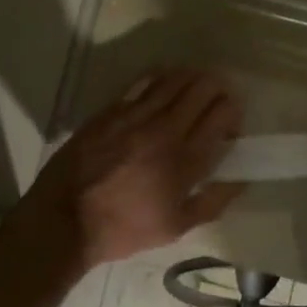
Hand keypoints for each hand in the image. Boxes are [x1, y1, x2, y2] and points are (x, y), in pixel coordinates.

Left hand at [23, 68, 244, 267]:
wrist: (64, 219)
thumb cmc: (123, 228)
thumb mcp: (175, 228)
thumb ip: (213, 202)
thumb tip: (241, 180)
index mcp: (185, 160)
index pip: (223, 113)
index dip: (234, 111)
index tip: (230, 125)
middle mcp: (165, 129)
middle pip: (203, 87)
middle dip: (219, 88)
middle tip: (217, 100)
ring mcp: (136, 114)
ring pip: (176, 78)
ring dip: (193, 78)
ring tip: (195, 87)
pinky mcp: (112, 109)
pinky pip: (144, 81)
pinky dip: (162, 78)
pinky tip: (164, 85)